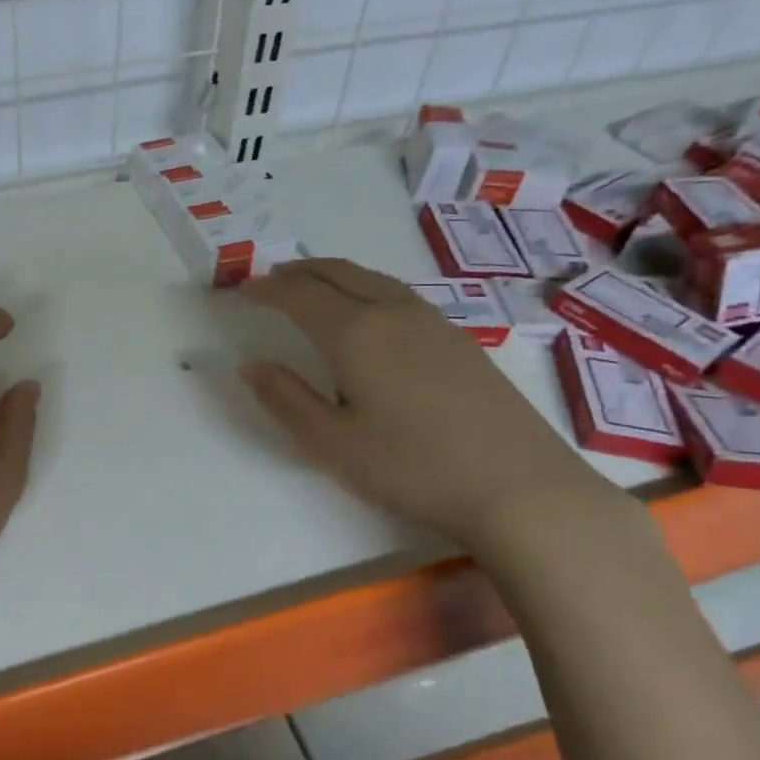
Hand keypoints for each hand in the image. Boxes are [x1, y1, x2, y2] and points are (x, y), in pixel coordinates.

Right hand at [239, 258, 609, 544]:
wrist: (519, 487)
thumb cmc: (412, 467)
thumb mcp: (331, 444)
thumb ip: (285, 399)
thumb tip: (250, 364)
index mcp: (354, 332)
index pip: (298, 294)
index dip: (265, 289)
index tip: (241, 292)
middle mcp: (391, 312)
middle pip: (336, 272)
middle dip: (296, 272)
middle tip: (268, 281)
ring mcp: (431, 321)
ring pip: (370, 278)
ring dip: (331, 274)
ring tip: (310, 287)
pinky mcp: (458, 338)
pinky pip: (396, 292)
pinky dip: (363, 287)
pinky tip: (366, 313)